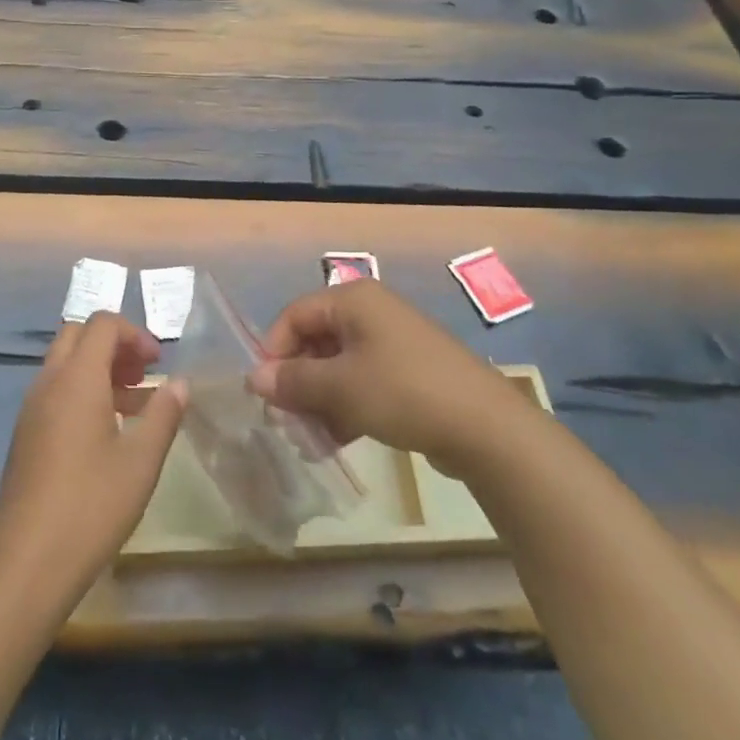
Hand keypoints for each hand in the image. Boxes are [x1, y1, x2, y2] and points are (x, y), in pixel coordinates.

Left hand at [0, 312, 188, 600]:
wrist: (26, 561)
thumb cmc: (91, 505)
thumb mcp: (141, 461)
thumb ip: (163, 414)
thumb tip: (179, 383)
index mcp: (77, 378)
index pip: (103, 323)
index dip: (135, 334)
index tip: (159, 365)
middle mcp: (49, 382)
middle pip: (79, 335)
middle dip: (115, 345)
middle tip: (143, 375)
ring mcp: (32, 407)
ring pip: (66, 363)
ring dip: (100, 369)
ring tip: (134, 405)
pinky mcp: (26, 433)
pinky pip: (56, 391)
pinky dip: (83, 392)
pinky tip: (107, 432)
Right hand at [248, 280, 517, 471]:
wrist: (486, 427)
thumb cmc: (402, 392)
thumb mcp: (339, 387)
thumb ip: (292, 381)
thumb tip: (254, 378)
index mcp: (353, 299)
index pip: (294, 315)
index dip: (273, 351)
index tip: (265, 392)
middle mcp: (372, 312)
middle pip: (316, 340)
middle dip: (298, 381)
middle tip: (287, 419)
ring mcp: (393, 342)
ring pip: (339, 365)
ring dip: (320, 399)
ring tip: (311, 438)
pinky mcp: (409, 372)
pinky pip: (364, 381)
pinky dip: (346, 406)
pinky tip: (338, 440)